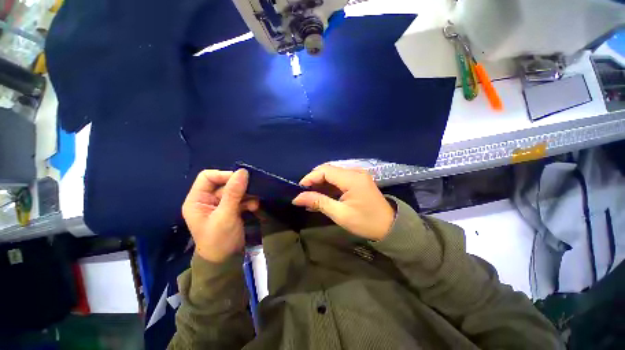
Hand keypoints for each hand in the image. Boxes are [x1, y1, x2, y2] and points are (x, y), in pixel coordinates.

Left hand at [182, 169, 258, 262]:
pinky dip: (249, 201)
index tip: (240, 179)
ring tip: (255, 202)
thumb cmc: (219, 239)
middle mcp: (207, 200)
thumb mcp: (225, 215)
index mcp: (197, 199)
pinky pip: (241, 199)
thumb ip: (234, 193)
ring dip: (247, 195)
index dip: (223, 175)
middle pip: (224, 183)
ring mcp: (220, 205)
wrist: (227, 260)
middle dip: (239, 187)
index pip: (208, 177)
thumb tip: (243, 171)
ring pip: (235, 191)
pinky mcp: (231, 210)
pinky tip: (254, 207)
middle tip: (253, 189)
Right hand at [292, 164, 394, 240]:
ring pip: (333, 174)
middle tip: (304, 194)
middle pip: (328, 170)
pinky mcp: (358, 180)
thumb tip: (297, 198)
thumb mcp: (340, 214)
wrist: (390, 227)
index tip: (300, 189)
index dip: (310, 177)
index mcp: (352, 178)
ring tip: (311, 196)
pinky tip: (323, 196)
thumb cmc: (366, 222)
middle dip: (314, 180)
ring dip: (321, 183)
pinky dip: (329, 186)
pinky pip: (339, 179)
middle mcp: (355, 172)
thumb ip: (318, 202)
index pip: (325, 170)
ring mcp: (358, 175)